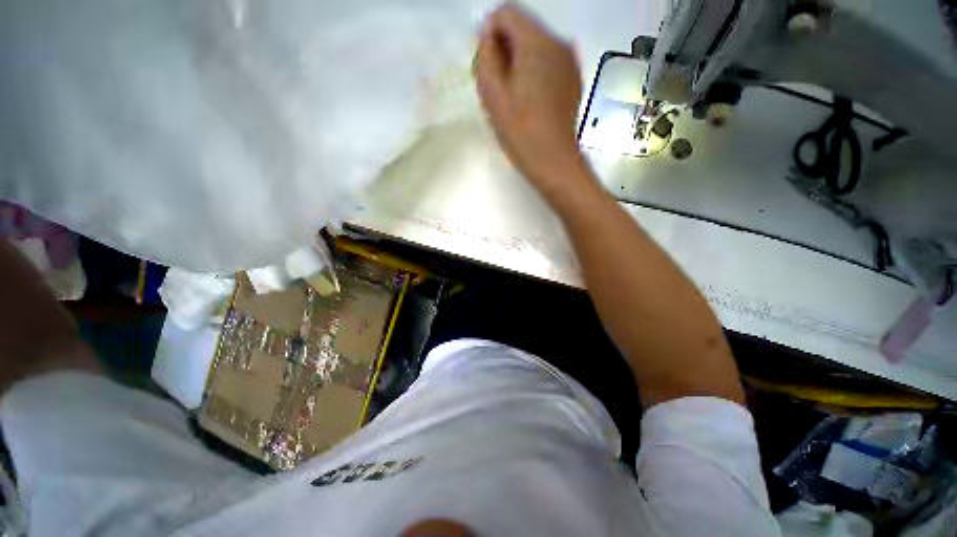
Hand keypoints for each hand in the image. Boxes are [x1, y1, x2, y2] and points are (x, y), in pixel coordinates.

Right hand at [473, 4, 590, 200]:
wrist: (552, 161)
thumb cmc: (520, 131)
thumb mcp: (492, 93)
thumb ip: (486, 55)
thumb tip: (488, 35)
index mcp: (537, 42)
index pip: (506, 13)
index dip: (489, 34)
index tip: (485, 65)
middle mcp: (558, 42)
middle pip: (522, 29)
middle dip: (504, 50)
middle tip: (497, 87)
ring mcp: (569, 62)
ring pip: (535, 47)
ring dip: (518, 64)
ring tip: (512, 98)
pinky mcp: (572, 80)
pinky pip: (547, 64)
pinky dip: (533, 74)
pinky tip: (529, 102)